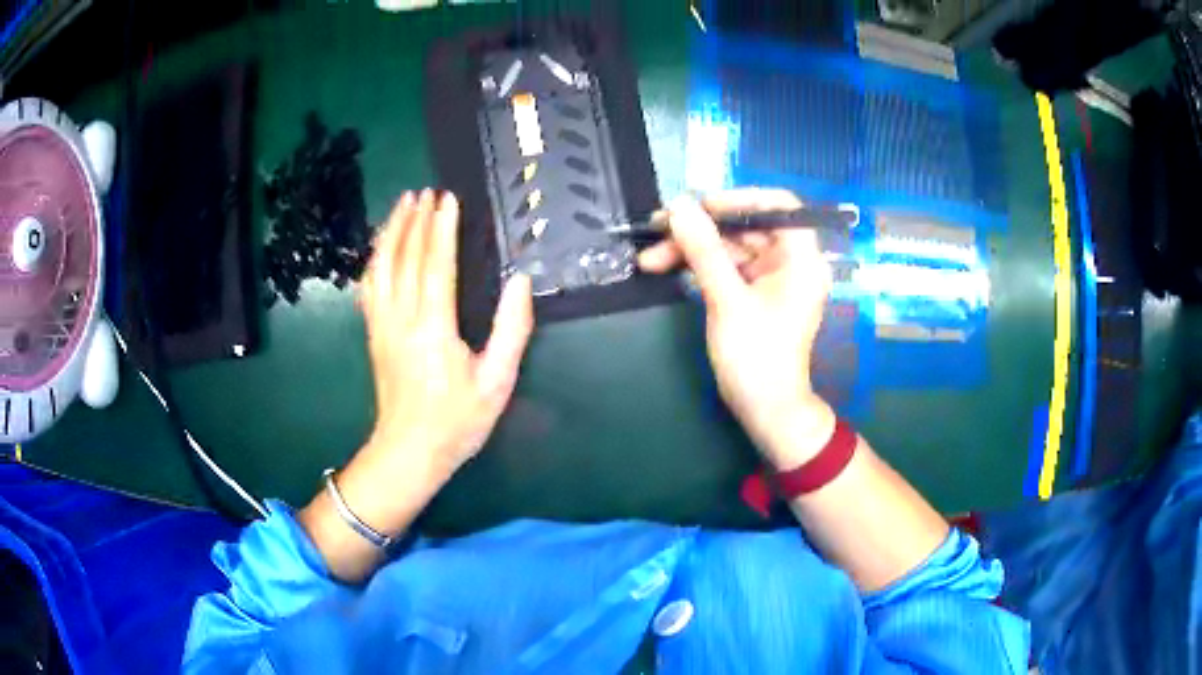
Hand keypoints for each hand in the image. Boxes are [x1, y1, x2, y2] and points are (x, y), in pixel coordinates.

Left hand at [300, 190, 532, 581]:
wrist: (409, 451)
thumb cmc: (458, 421)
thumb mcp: (497, 382)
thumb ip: (512, 330)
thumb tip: (520, 282)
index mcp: (434, 329)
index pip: (436, 265)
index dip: (442, 229)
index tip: (448, 199)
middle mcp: (402, 320)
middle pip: (405, 258)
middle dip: (415, 220)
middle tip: (425, 191)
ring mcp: (381, 326)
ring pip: (381, 267)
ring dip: (391, 232)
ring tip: (402, 205)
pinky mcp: (372, 334)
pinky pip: (369, 287)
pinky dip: (374, 259)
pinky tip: (381, 247)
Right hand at [638, 189, 835, 468]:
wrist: (766, 410)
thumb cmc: (757, 357)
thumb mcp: (727, 300)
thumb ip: (703, 250)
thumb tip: (678, 206)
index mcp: (801, 258)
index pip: (778, 205)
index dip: (739, 199)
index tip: (700, 206)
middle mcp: (790, 261)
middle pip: (746, 226)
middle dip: (701, 228)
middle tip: (658, 229)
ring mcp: (772, 278)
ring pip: (730, 247)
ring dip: (692, 249)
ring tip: (649, 258)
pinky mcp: (755, 294)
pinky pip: (727, 267)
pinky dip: (699, 266)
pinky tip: (667, 267)